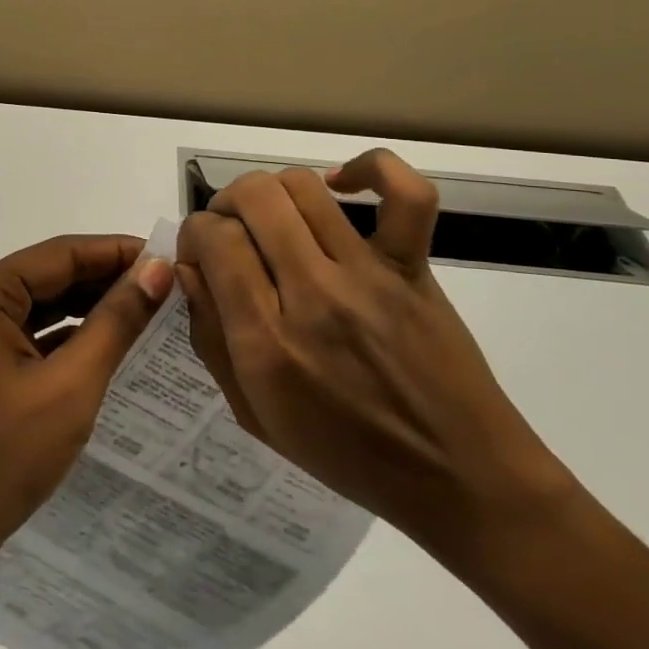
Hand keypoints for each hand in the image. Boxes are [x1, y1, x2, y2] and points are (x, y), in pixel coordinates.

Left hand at [0, 235, 173, 580]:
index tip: (170, 255)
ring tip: (151, 308)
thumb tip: (157, 269)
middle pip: (50, 275)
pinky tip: (112, 339)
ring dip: (92, 307)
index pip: (60, 254)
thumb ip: (116, 321)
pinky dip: (68, 334)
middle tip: (168, 285)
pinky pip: (30, 330)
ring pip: (42, 303)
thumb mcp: (71, 385)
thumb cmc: (4, 456)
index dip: (118, 252)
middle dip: (108, 280)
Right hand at [176, 153, 574, 564]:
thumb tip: (190, 269)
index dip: (195, 234)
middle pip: (253, 198)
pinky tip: (341, 183)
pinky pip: (405, 195)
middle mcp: (314, 295)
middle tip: (228, 232)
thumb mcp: (254, 414)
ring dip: (271, 190)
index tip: (200, 254)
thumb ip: (211, 338)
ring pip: (303, 186)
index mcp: (267, 343)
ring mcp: (369, 275)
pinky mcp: (414, 267)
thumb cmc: (347, 456)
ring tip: (270, 216)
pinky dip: (370, 170)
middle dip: (224, 203)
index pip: (214, 240)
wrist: (458, 478)